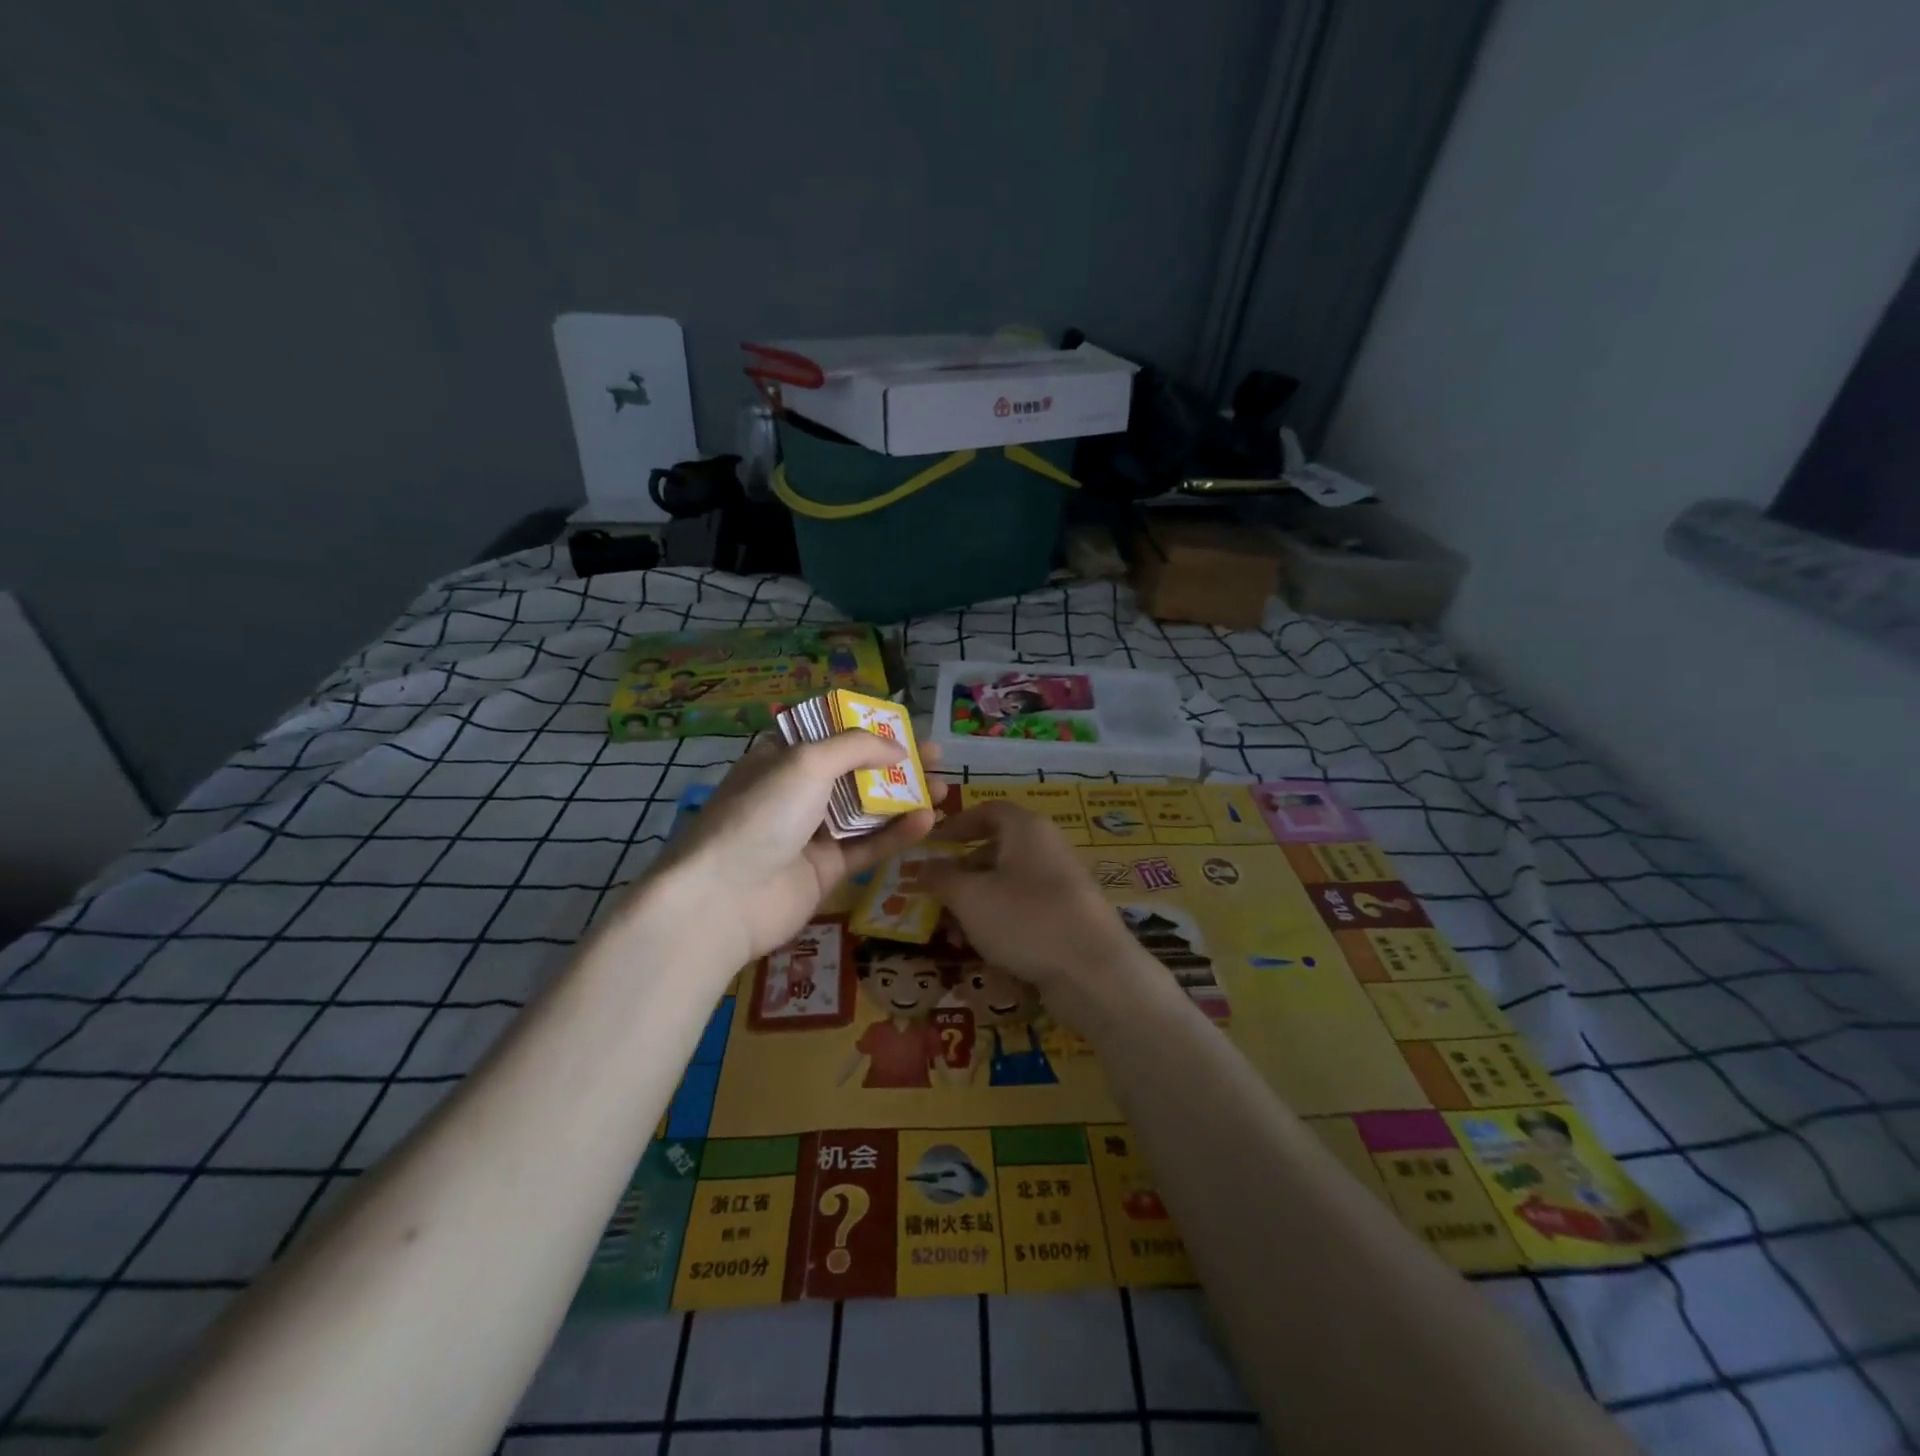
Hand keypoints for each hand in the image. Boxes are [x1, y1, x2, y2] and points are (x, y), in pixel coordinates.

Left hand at [652, 731, 946, 964]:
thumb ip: (856, 747)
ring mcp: (811, 833)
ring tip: (945, 788)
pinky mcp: (826, 870)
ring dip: (904, 798)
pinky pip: (867, 846)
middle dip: (895, 763)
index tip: (903, 726)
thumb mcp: (806, 762)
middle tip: (936, 756)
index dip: (866, 728)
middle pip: (855, 772)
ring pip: (866, 810)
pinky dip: (896, 834)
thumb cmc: (761, 814)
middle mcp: (796, 792)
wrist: (724, 898)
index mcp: (781, 759)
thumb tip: (898, 748)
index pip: (829, 735)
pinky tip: (927, 820)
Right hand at [920, 799, 1140, 1000]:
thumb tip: (920, 867)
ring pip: (1008, 884)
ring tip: (952, 933)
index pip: (987, 811)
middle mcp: (1047, 847)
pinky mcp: (1068, 917)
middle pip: (996, 849)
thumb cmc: (1026, 919)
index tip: (932, 844)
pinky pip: (1025, 909)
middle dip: (961, 873)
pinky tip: (983, 950)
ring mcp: (1061, 883)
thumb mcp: (970, 897)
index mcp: (1027, 829)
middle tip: (934, 896)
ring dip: (976, 904)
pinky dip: (1001, 922)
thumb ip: (940, 878)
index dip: (956, 824)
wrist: (1094, 971)